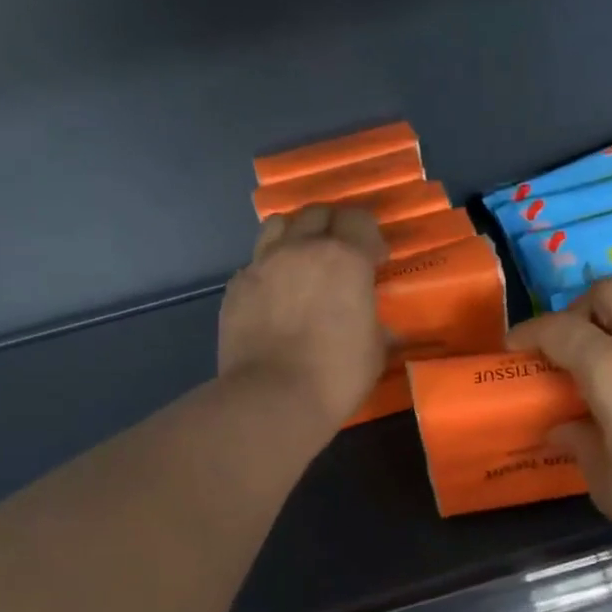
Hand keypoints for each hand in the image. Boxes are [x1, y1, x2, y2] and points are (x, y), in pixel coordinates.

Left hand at [219, 204, 388, 430]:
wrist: (271, 399)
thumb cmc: (336, 375)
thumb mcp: (374, 350)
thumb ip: (374, 323)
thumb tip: (375, 323)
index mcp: (344, 258)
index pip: (359, 218)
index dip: (370, 235)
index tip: (375, 260)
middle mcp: (301, 249)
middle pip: (317, 212)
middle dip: (333, 226)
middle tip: (340, 255)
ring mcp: (262, 264)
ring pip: (278, 225)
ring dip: (295, 235)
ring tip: (301, 262)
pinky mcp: (235, 287)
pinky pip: (255, 262)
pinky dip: (268, 269)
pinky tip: (274, 295)